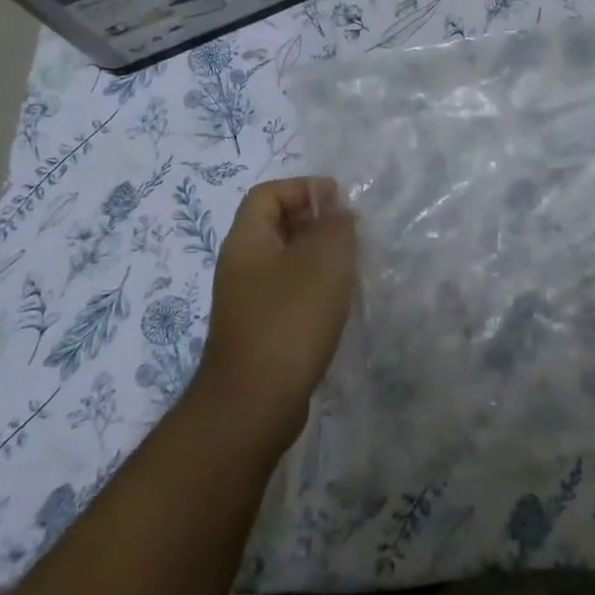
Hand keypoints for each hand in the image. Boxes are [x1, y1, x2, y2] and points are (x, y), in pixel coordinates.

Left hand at [192, 176, 357, 451]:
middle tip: (353, 231)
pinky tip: (338, 303)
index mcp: (247, 240)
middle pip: (276, 225)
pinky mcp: (259, 331)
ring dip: (318, 256)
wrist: (252, 406)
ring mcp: (247, 301)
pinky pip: (288, 292)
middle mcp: (241, 265)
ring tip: (352, 265)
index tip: (341, 200)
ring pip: (285, 261)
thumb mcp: (324, 263)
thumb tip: (337, 212)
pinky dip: (313, 287)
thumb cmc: (289, 322)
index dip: (303, 188)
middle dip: (315, 220)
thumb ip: (335, 227)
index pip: (269, 194)